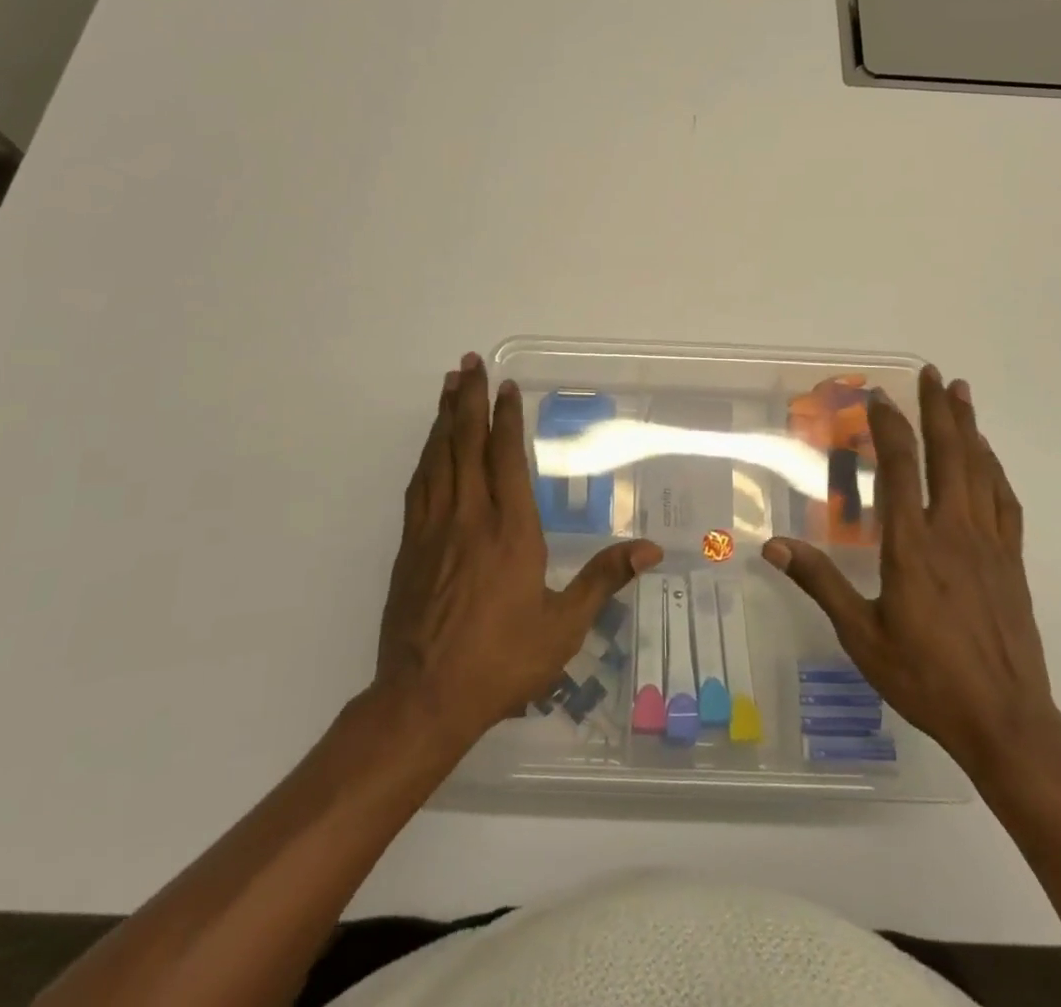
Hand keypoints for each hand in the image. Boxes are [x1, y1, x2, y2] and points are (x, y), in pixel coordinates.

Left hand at [376, 354, 661, 743]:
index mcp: (511, 531)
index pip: (507, 458)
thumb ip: (604, 580)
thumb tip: (651, 549)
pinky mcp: (409, 547)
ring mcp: (433, 530)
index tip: (506, 387)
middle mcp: (470, 518)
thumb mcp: (564, 627)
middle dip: (468, 400)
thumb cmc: (502, 661)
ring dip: (443, 418)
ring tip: (447, 386)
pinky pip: (418, 486)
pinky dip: (425, 456)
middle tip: (467, 362)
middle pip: (466, 444)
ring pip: (438, 458)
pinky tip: (429, 446)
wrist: (424, 699)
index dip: (507, 418)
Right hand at [763, 366, 1060, 789]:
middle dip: (938, 409)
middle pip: (947, 455)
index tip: (879, 396)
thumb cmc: (925, 678)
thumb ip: (820, 583)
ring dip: (969, 427)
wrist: (1006, 721)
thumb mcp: (861, 635)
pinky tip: (988, 457)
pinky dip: (994, 470)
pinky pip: (1004, 502)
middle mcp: (953, 531)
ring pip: (979, 470)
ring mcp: (988, 544)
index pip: (901, 467)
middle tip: (933, 372)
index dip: (890, 426)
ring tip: (961, 392)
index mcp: (912, 545)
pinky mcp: (1011, 562)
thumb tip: (773, 546)